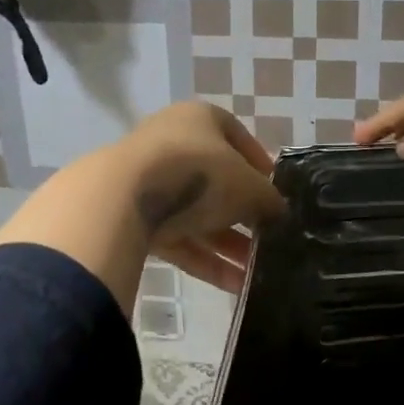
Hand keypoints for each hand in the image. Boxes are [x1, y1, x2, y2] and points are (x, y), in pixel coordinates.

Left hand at [109, 102, 284, 293]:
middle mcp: (172, 143)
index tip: (275, 194)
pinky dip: (205, 260)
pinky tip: (234, 285)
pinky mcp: (134, 217)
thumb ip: (268, 200)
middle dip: (244, 214)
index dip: (260, 165)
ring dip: (228, 244)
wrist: (125, 197)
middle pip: (216, 181)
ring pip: (197, 214)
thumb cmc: (199, 173)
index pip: (237, 137)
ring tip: (257, 272)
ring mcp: (149, 181)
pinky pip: (178, 238)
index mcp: (200, 119)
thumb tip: (279, 213)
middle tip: (268, 238)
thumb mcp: (249, 186)